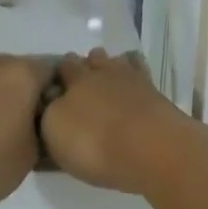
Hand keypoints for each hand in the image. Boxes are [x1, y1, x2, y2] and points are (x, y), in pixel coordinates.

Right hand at [40, 49, 197, 193]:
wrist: (152, 149)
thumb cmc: (95, 143)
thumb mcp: (55, 132)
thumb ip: (50, 113)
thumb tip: (53, 104)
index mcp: (76, 80)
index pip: (65, 66)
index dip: (61, 72)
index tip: (58, 83)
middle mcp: (104, 72)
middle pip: (94, 59)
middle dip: (88, 65)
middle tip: (85, 82)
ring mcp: (134, 80)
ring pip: (120, 62)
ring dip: (113, 66)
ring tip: (110, 81)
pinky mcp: (157, 94)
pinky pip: (142, 75)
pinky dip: (137, 77)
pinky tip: (135, 87)